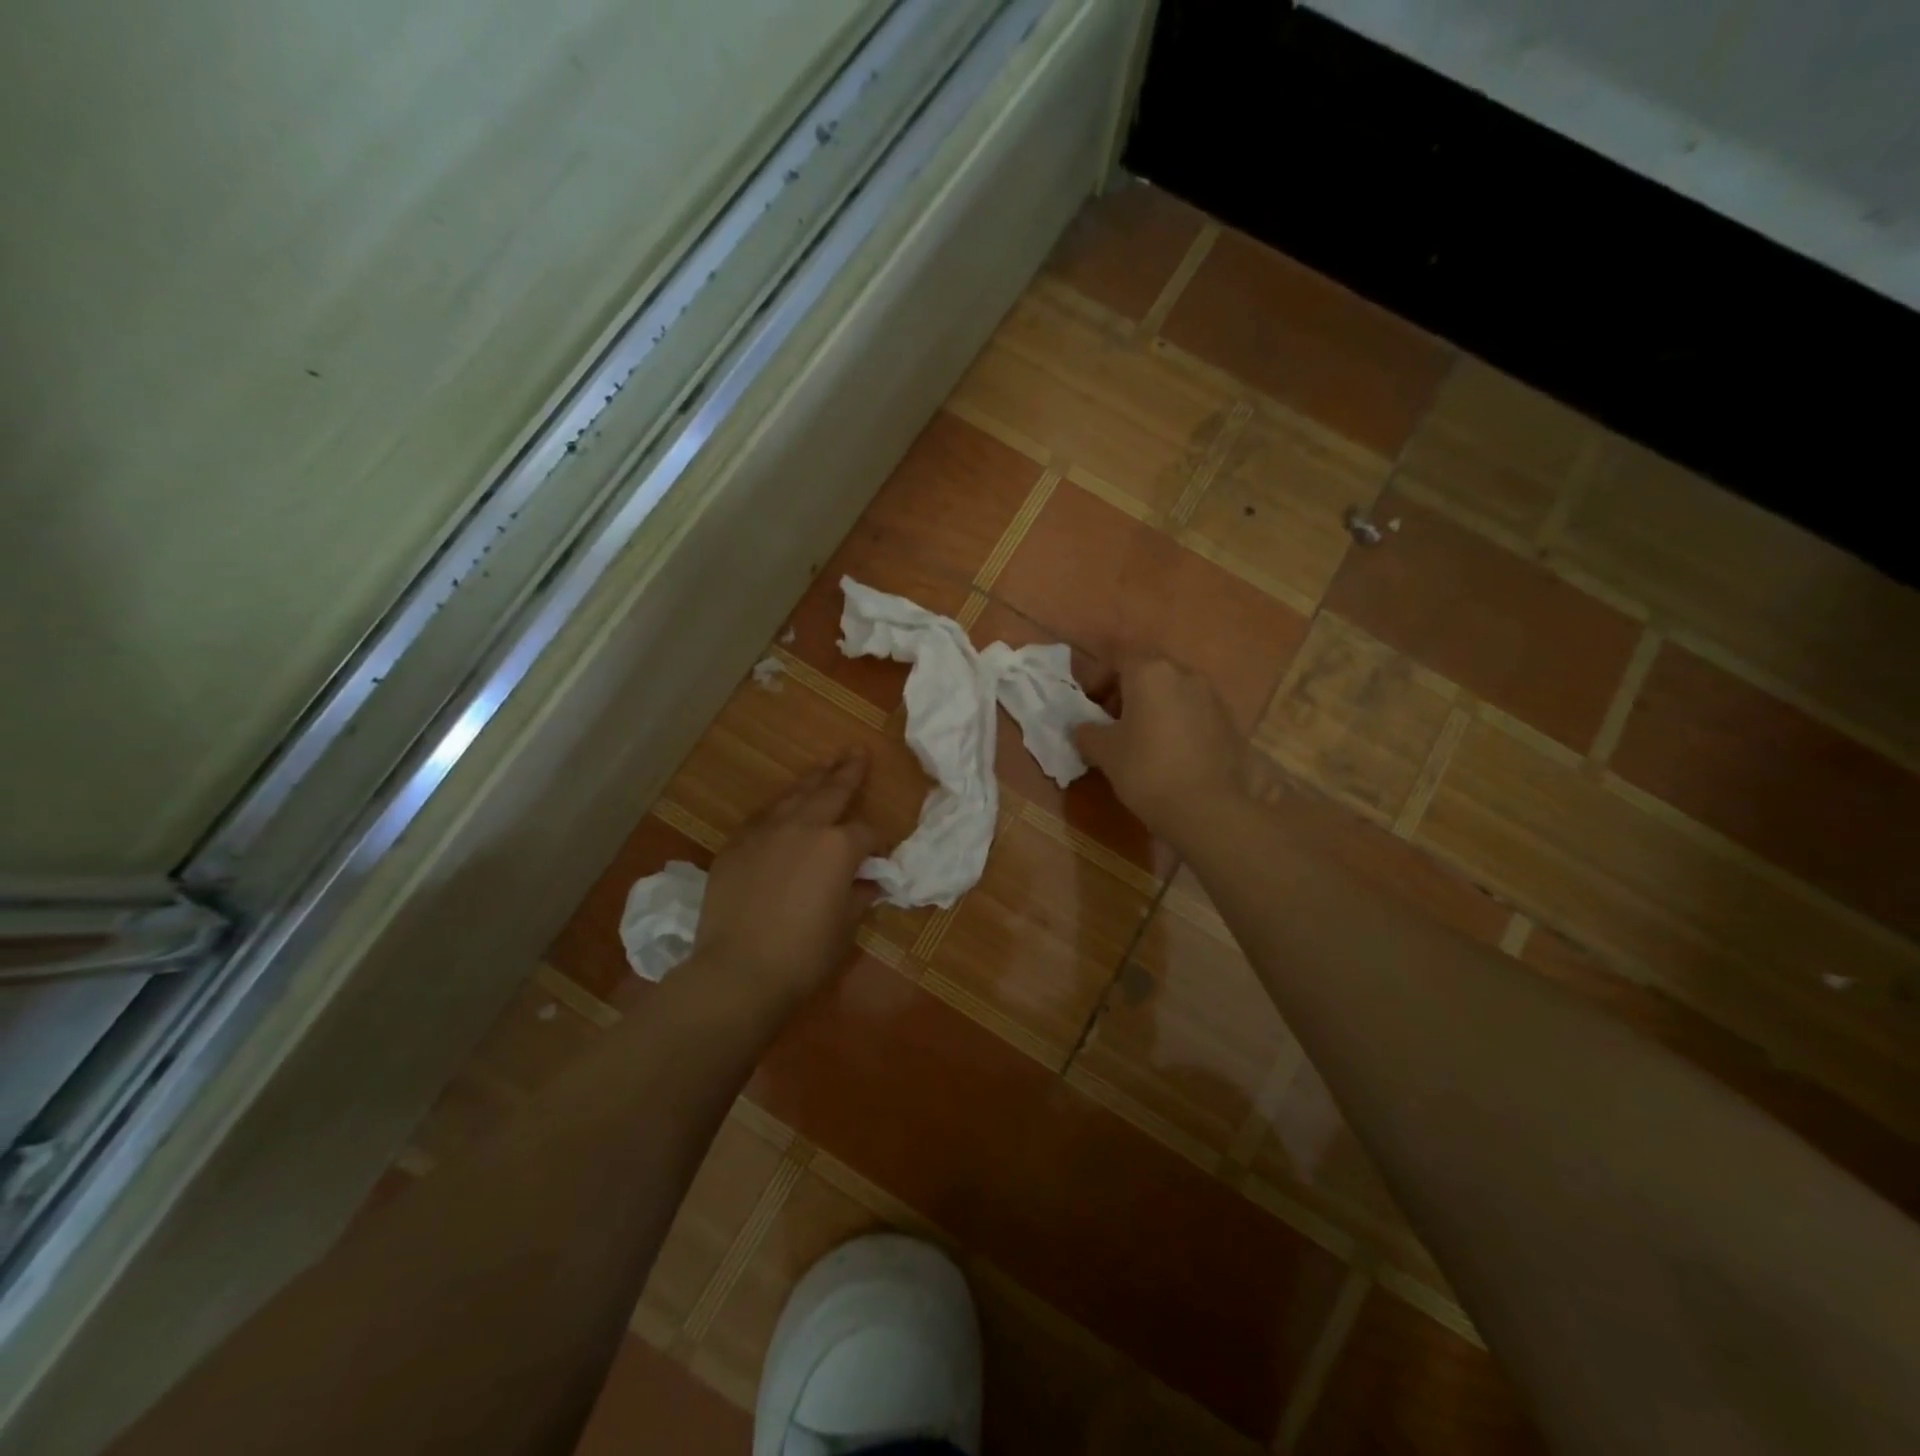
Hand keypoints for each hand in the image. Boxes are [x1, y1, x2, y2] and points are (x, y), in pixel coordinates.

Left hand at [694, 752, 880, 1015]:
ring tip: (825, 764)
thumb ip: (858, 896)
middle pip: (831, 792)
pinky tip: (782, 805)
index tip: (881, 854)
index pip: (866, 833)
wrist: (738, 970)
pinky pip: (763, 816)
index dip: (877, 843)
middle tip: (857, 752)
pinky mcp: (736, 845)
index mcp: (839, 846)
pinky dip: (778, 807)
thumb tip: (869, 883)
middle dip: (848, 772)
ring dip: (812, 779)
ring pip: (794, 795)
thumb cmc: (804, 954)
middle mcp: (803, 827)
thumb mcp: (844, 926)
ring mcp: (766, 832)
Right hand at [1074, 651, 1255, 850]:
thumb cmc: (1147, 771)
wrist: (1208, 809)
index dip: (1098, 674)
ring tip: (1140, 737)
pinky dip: (1176, 721)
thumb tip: (1081, 728)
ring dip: (1154, 704)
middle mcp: (1185, 674)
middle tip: (1111, 718)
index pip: (1118, 654)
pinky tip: (1169, 751)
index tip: (1088, 701)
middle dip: (1127, 689)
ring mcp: (1212, 697)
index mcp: (1150, 672)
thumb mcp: (1105, 752)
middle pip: (1148, 670)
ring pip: (1173, 690)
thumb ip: (1087, 733)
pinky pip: (1193, 711)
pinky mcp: (1229, 722)